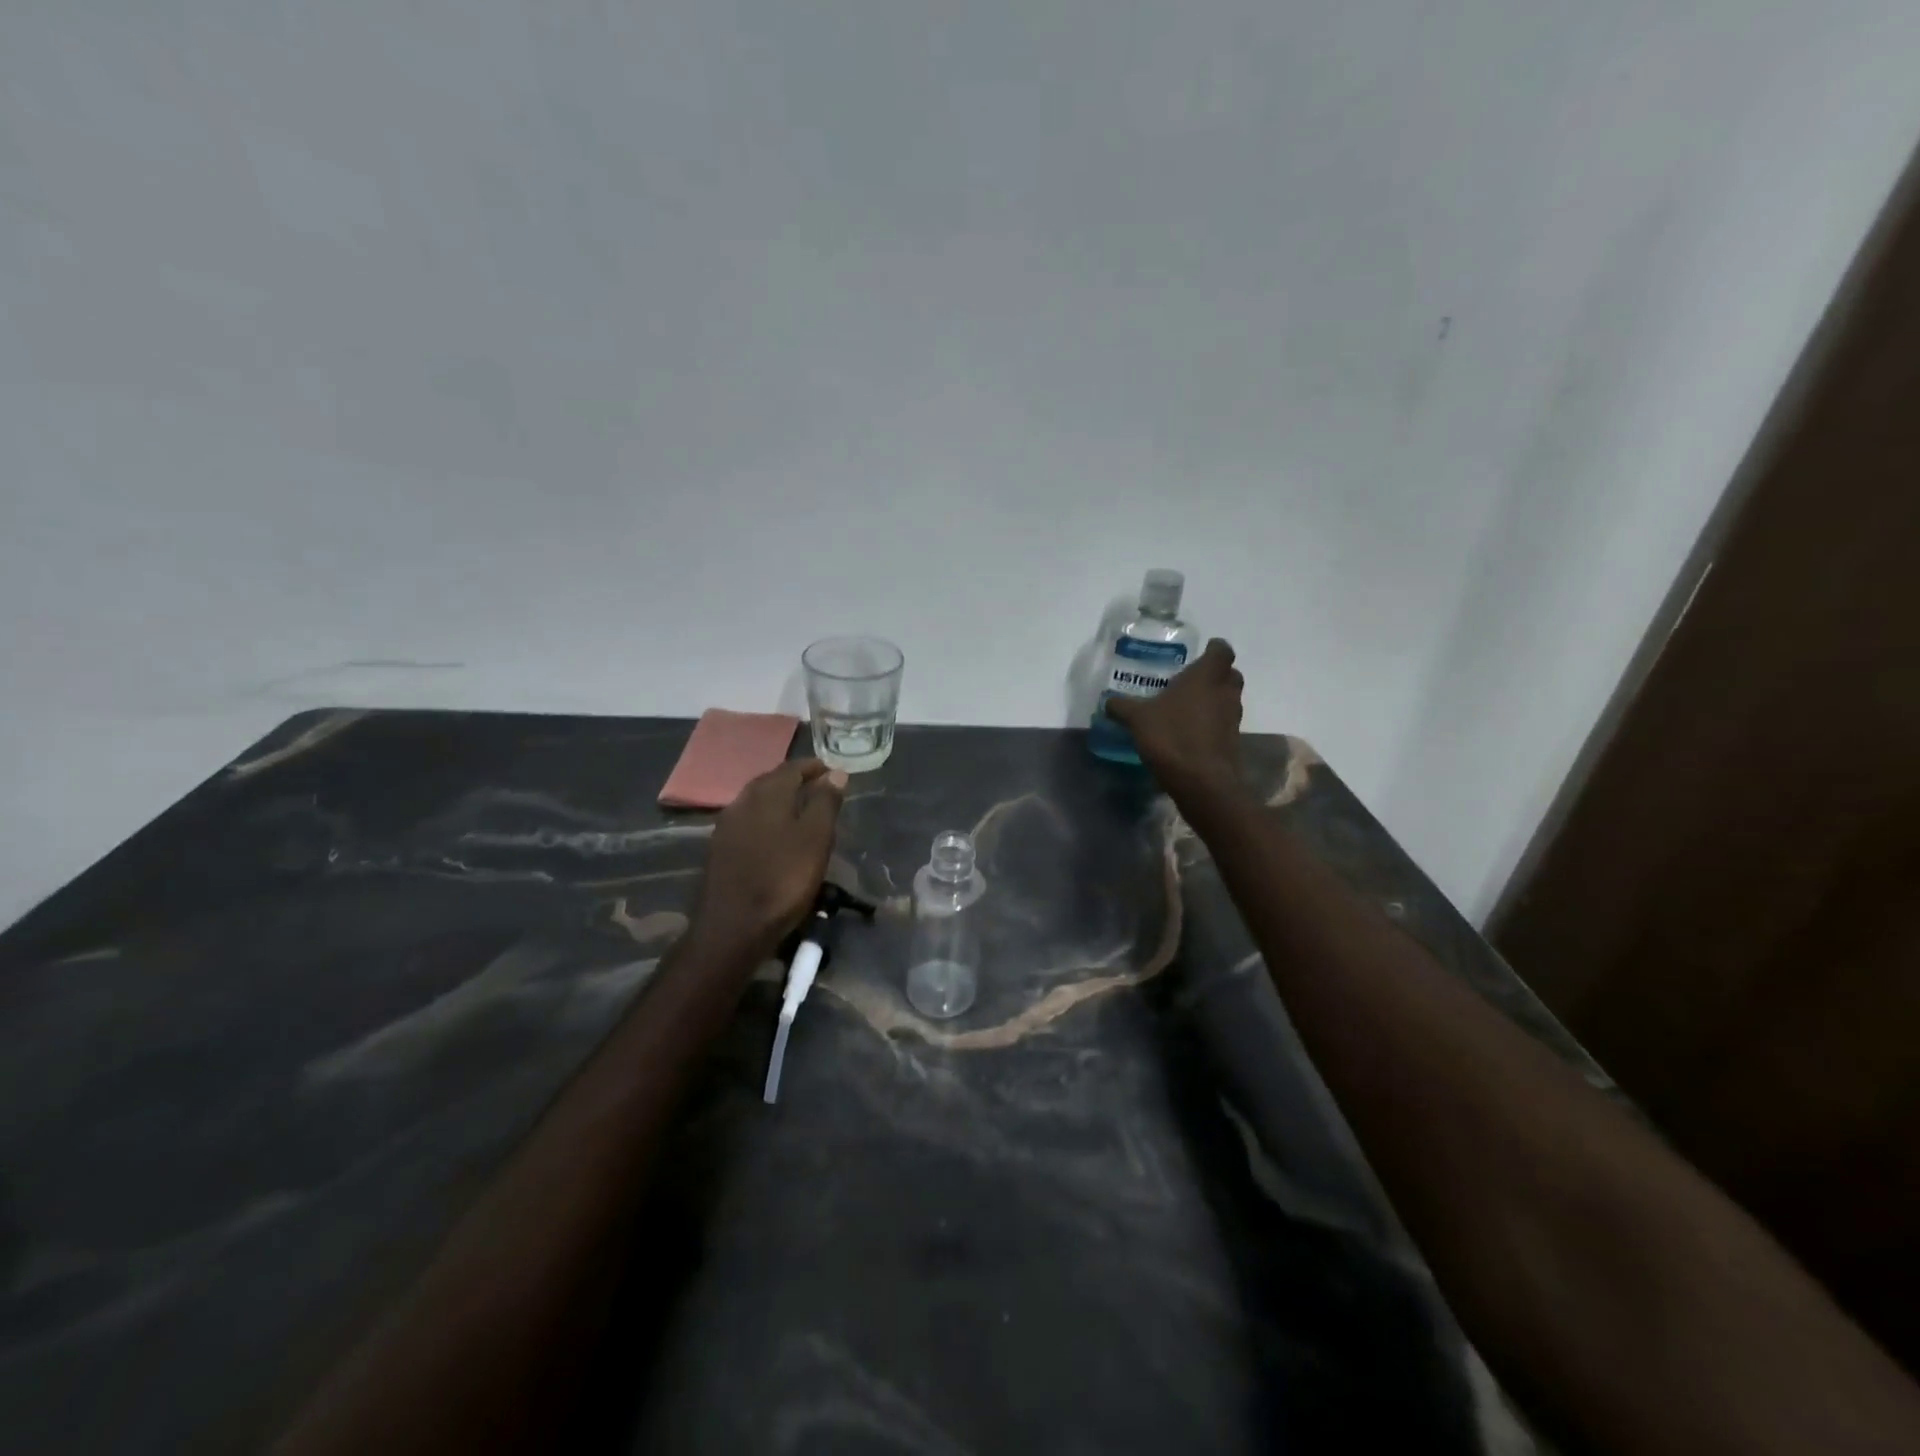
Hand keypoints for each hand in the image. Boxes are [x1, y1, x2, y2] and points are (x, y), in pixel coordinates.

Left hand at [692, 759, 847, 956]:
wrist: (731, 928)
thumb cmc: (782, 879)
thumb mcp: (815, 839)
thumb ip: (825, 802)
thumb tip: (835, 772)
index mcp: (767, 794)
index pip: (792, 768)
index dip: (813, 767)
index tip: (831, 771)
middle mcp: (742, 802)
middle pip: (770, 781)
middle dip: (794, 780)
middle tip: (817, 787)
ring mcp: (726, 827)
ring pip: (756, 802)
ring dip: (778, 800)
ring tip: (799, 810)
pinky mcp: (719, 850)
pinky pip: (747, 822)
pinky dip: (765, 819)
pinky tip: (774, 835)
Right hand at [1107, 638, 1244, 789]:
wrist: (1201, 781)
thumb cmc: (1172, 736)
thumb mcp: (1138, 719)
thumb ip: (1122, 707)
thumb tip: (1107, 702)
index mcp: (1206, 676)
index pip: (1222, 650)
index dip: (1214, 648)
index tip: (1202, 651)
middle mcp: (1225, 692)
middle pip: (1230, 674)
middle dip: (1215, 674)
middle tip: (1191, 680)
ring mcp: (1232, 718)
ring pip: (1228, 699)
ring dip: (1213, 700)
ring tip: (1186, 707)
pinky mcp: (1232, 741)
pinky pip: (1223, 723)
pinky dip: (1211, 723)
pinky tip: (1189, 732)